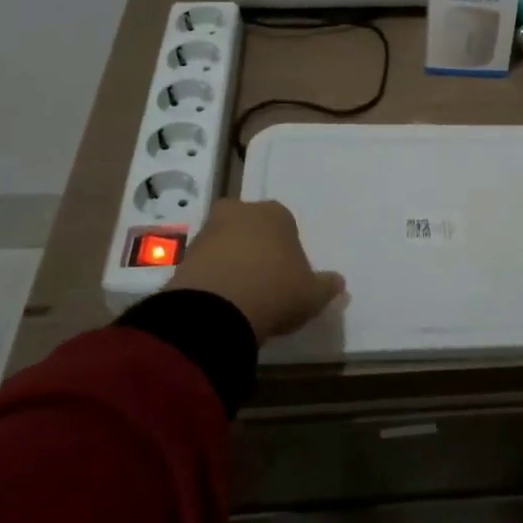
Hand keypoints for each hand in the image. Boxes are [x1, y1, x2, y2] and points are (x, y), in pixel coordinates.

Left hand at [170, 199, 344, 343]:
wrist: (215, 310)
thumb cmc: (275, 291)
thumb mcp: (312, 295)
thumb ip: (327, 286)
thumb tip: (339, 283)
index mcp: (276, 213)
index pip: (286, 224)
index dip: (288, 250)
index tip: (288, 275)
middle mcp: (241, 212)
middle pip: (252, 228)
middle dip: (256, 248)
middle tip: (263, 282)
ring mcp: (208, 231)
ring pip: (225, 243)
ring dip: (231, 262)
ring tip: (240, 297)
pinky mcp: (183, 255)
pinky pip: (205, 263)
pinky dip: (212, 278)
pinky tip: (220, 302)